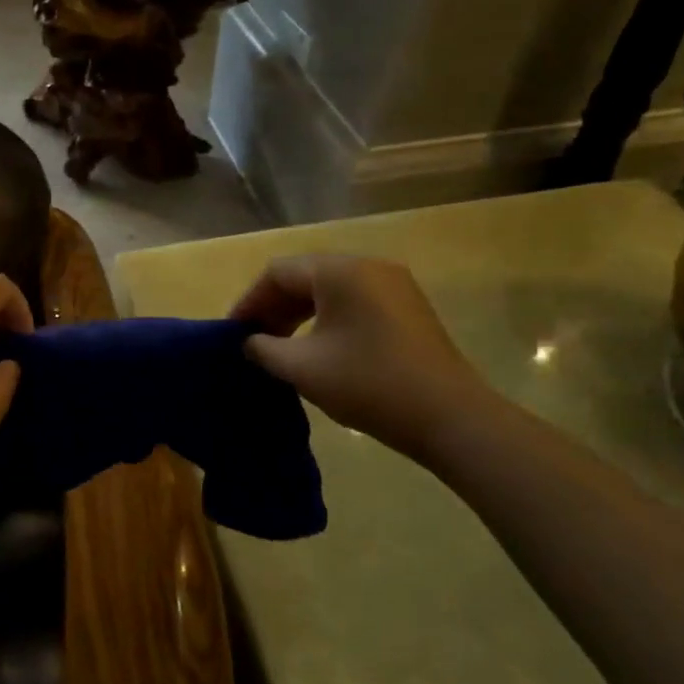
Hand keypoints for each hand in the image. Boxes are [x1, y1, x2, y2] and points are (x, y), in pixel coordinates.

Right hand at [229, 254, 494, 465]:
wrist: (451, 417)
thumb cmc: (368, 384)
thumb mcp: (302, 368)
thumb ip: (263, 349)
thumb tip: (249, 342)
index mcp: (339, 271)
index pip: (278, 273)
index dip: (250, 301)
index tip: (233, 332)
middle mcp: (368, 266)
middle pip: (305, 276)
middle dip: (274, 307)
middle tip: (254, 340)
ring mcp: (394, 285)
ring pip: (331, 289)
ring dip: (300, 313)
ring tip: (281, 347)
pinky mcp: (408, 307)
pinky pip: (355, 301)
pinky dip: (328, 318)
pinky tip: (319, 348)